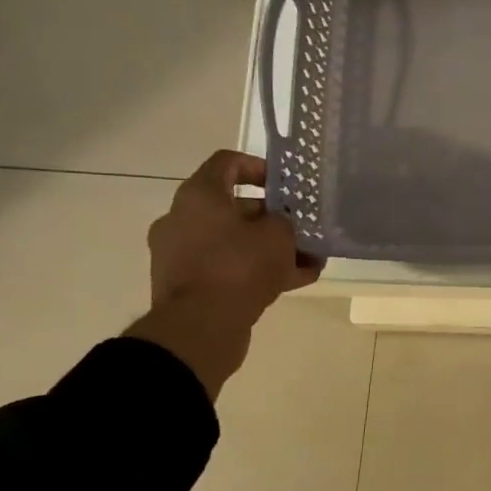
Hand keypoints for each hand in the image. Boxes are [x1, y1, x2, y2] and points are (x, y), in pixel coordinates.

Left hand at [126, 151, 321, 399]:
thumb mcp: (278, 235)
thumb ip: (284, 221)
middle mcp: (183, 219)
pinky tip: (295, 281)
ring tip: (308, 259)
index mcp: (199, 196)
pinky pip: (228, 269)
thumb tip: (280, 224)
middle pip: (233, 207)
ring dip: (269, 248)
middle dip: (272, 217)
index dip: (259, 167)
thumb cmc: (239, 266)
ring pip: (234, 242)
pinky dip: (257, 271)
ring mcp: (181, 254)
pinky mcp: (189, 285)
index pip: (227, 163)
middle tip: (302, 227)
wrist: (200, 327)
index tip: (284, 184)